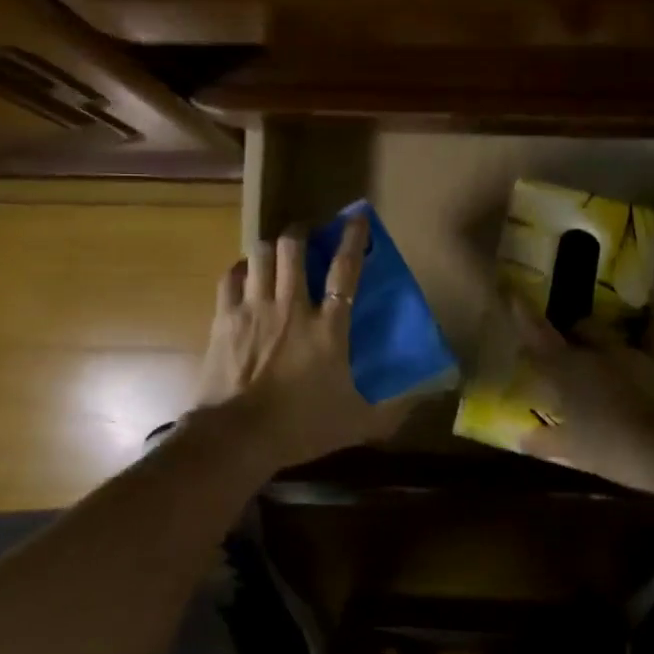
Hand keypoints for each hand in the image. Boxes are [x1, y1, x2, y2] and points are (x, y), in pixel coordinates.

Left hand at [196, 214, 407, 467]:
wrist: (237, 436)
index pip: (345, 270)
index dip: (353, 239)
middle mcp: (292, 306)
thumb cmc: (300, 427)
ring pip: (262, 255)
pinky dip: (240, 269)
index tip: (357, 217)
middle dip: (302, 233)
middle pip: (294, 248)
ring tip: (277, 251)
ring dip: (272, 247)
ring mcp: (255, 309)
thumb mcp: (357, 423)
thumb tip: (429, 395)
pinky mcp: (224, 319)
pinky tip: (245, 274)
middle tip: (307, 235)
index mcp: (328, 327)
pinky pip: (231, 277)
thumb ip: (394, 408)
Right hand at [507, 299, 653, 490]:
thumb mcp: (572, 451)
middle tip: (562, 354)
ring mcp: (629, 352)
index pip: (537, 335)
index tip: (511, 294)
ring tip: (594, 348)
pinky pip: (651, 332)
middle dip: (567, 335)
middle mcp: (595, 351)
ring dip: (596, 336)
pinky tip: (652, 310)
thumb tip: (522, 437)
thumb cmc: (613, 448)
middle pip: (576, 329)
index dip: (522, 315)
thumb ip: (544, 441)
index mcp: (567, 369)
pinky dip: (649, 322)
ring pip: (606, 331)